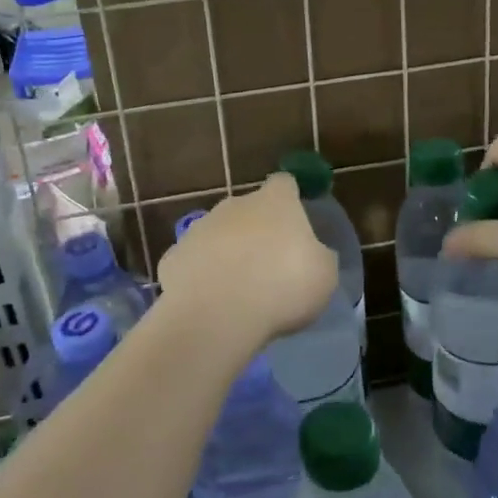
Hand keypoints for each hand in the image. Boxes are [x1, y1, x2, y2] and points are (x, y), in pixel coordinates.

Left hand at [156, 174, 338, 348]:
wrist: (217, 314)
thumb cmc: (283, 286)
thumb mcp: (324, 275)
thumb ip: (318, 256)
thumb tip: (313, 254)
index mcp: (275, 202)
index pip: (285, 183)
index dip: (291, 198)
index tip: (297, 218)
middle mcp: (235, 205)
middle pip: (248, 209)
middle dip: (257, 230)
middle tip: (270, 265)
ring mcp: (199, 229)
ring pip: (218, 235)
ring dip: (228, 254)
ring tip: (239, 290)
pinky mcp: (173, 257)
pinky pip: (194, 262)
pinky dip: (202, 277)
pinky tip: (211, 303)